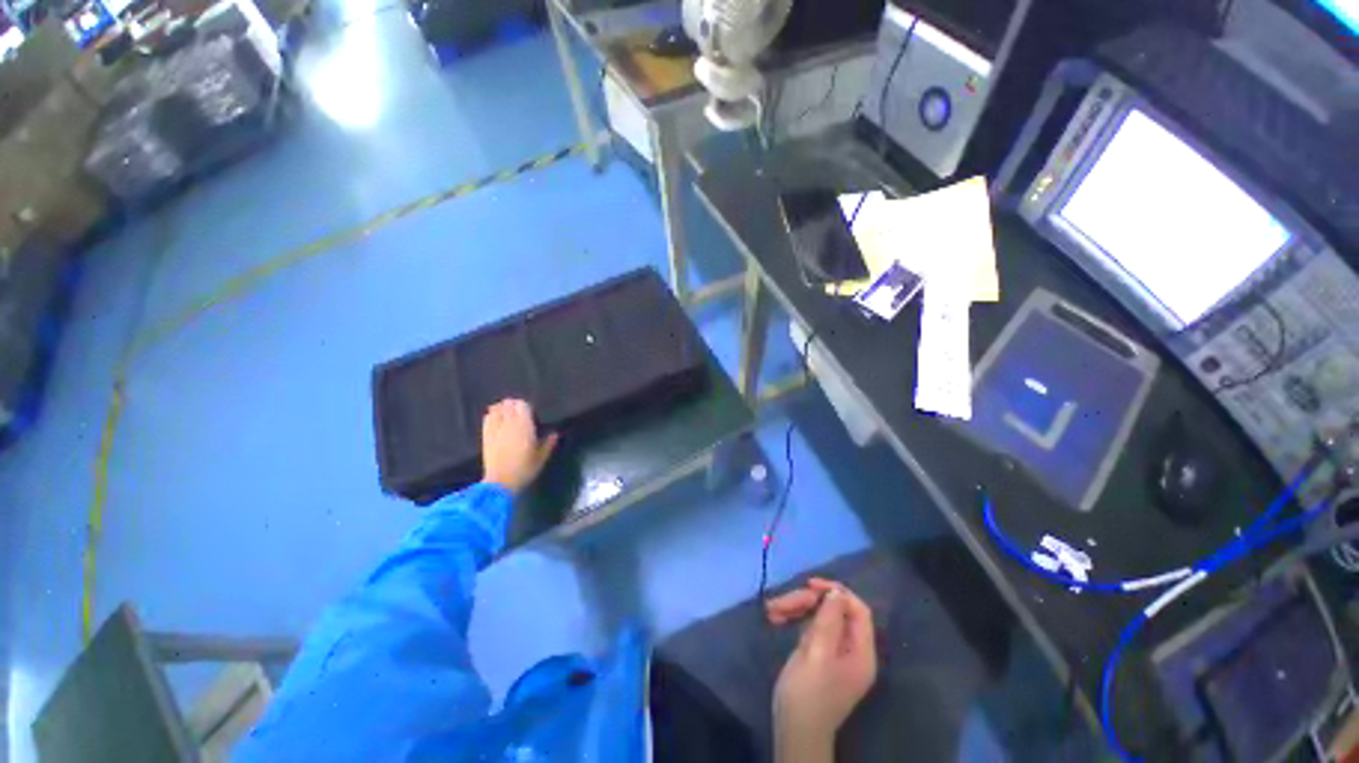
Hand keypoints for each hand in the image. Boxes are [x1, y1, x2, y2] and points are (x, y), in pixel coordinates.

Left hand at [480, 399, 557, 494]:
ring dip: (503, 407)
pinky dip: (492, 414)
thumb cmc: (524, 469)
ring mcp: (495, 428)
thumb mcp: (541, 458)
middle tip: (520, 411)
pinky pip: (487, 417)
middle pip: (509, 404)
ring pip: (497, 408)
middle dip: (515, 404)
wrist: (500, 482)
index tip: (531, 412)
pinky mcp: (485, 435)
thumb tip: (555, 434)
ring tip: (508, 412)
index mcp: (524, 426)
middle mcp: (509, 423)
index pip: (523, 405)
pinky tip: (496, 418)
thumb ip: (548, 444)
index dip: (526, 406)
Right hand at [767, 578, 876, 759]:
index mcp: (861, 652)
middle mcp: (851, 649)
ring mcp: (834, 651)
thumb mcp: (817, 655)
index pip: (857, 610)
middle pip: (833, 610)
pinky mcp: (818, 654)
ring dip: (795, 609)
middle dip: (806, 602)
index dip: (836, 592)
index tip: (809, 585)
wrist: (793, 731)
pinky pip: (809, 626)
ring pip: (818, 615)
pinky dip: (793, 619)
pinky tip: (775, 618)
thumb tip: (836, 592)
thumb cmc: (807, 695)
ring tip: (771, 611)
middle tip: (779, 605)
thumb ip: (828, 622)